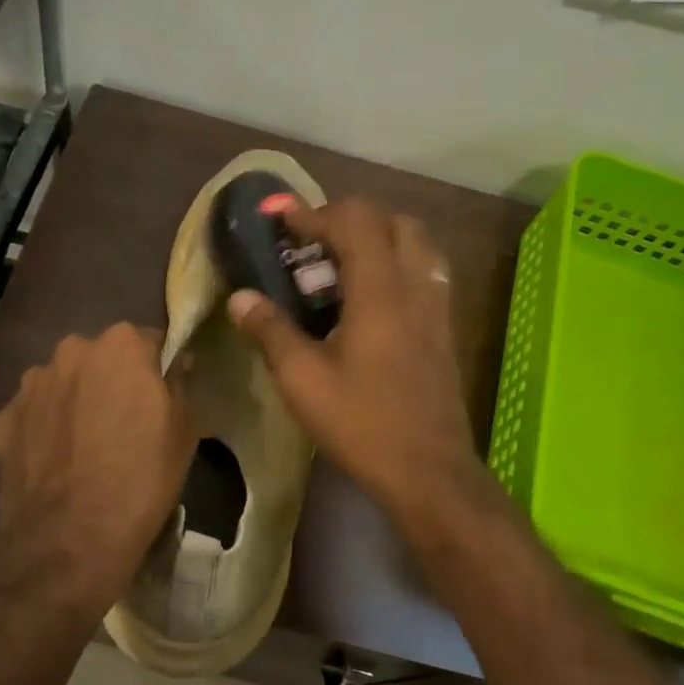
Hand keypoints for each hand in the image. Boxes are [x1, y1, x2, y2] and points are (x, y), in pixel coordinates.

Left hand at [0, 323, 198, 614]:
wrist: (68, 540)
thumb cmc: (141, 478)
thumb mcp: (184, 431)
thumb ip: (181, 383)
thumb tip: (178, 361)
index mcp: (121, 344)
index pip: (148, 341)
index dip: (156, 369)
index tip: (160, 398)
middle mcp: (71, 351)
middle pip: (101, 358)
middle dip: (111, 380)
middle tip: (124, 423)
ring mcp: (31, 384)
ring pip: (64, 383)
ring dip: (75, 401)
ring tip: (85, 447)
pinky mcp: (3, 419)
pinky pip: (34, 414)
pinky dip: (45, 428)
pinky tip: (55, 463)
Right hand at [227, 199, 486, 530]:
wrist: (429, 471)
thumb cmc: (362, 423)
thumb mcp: (302, 380)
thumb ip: (270, 331)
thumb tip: (240, 297)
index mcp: (380, 291)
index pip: (353, 223)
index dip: (312, 213)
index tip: (279, 217)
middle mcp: (414, 286)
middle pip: (391, 221)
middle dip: (348, 220)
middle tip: (312, 244)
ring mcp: (436, 306)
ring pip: (415, 243)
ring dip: (377, 238)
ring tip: (340, 266)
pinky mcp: (443, 328)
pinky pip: (424, 271)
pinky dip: (396, 263)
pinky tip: (368, 299)